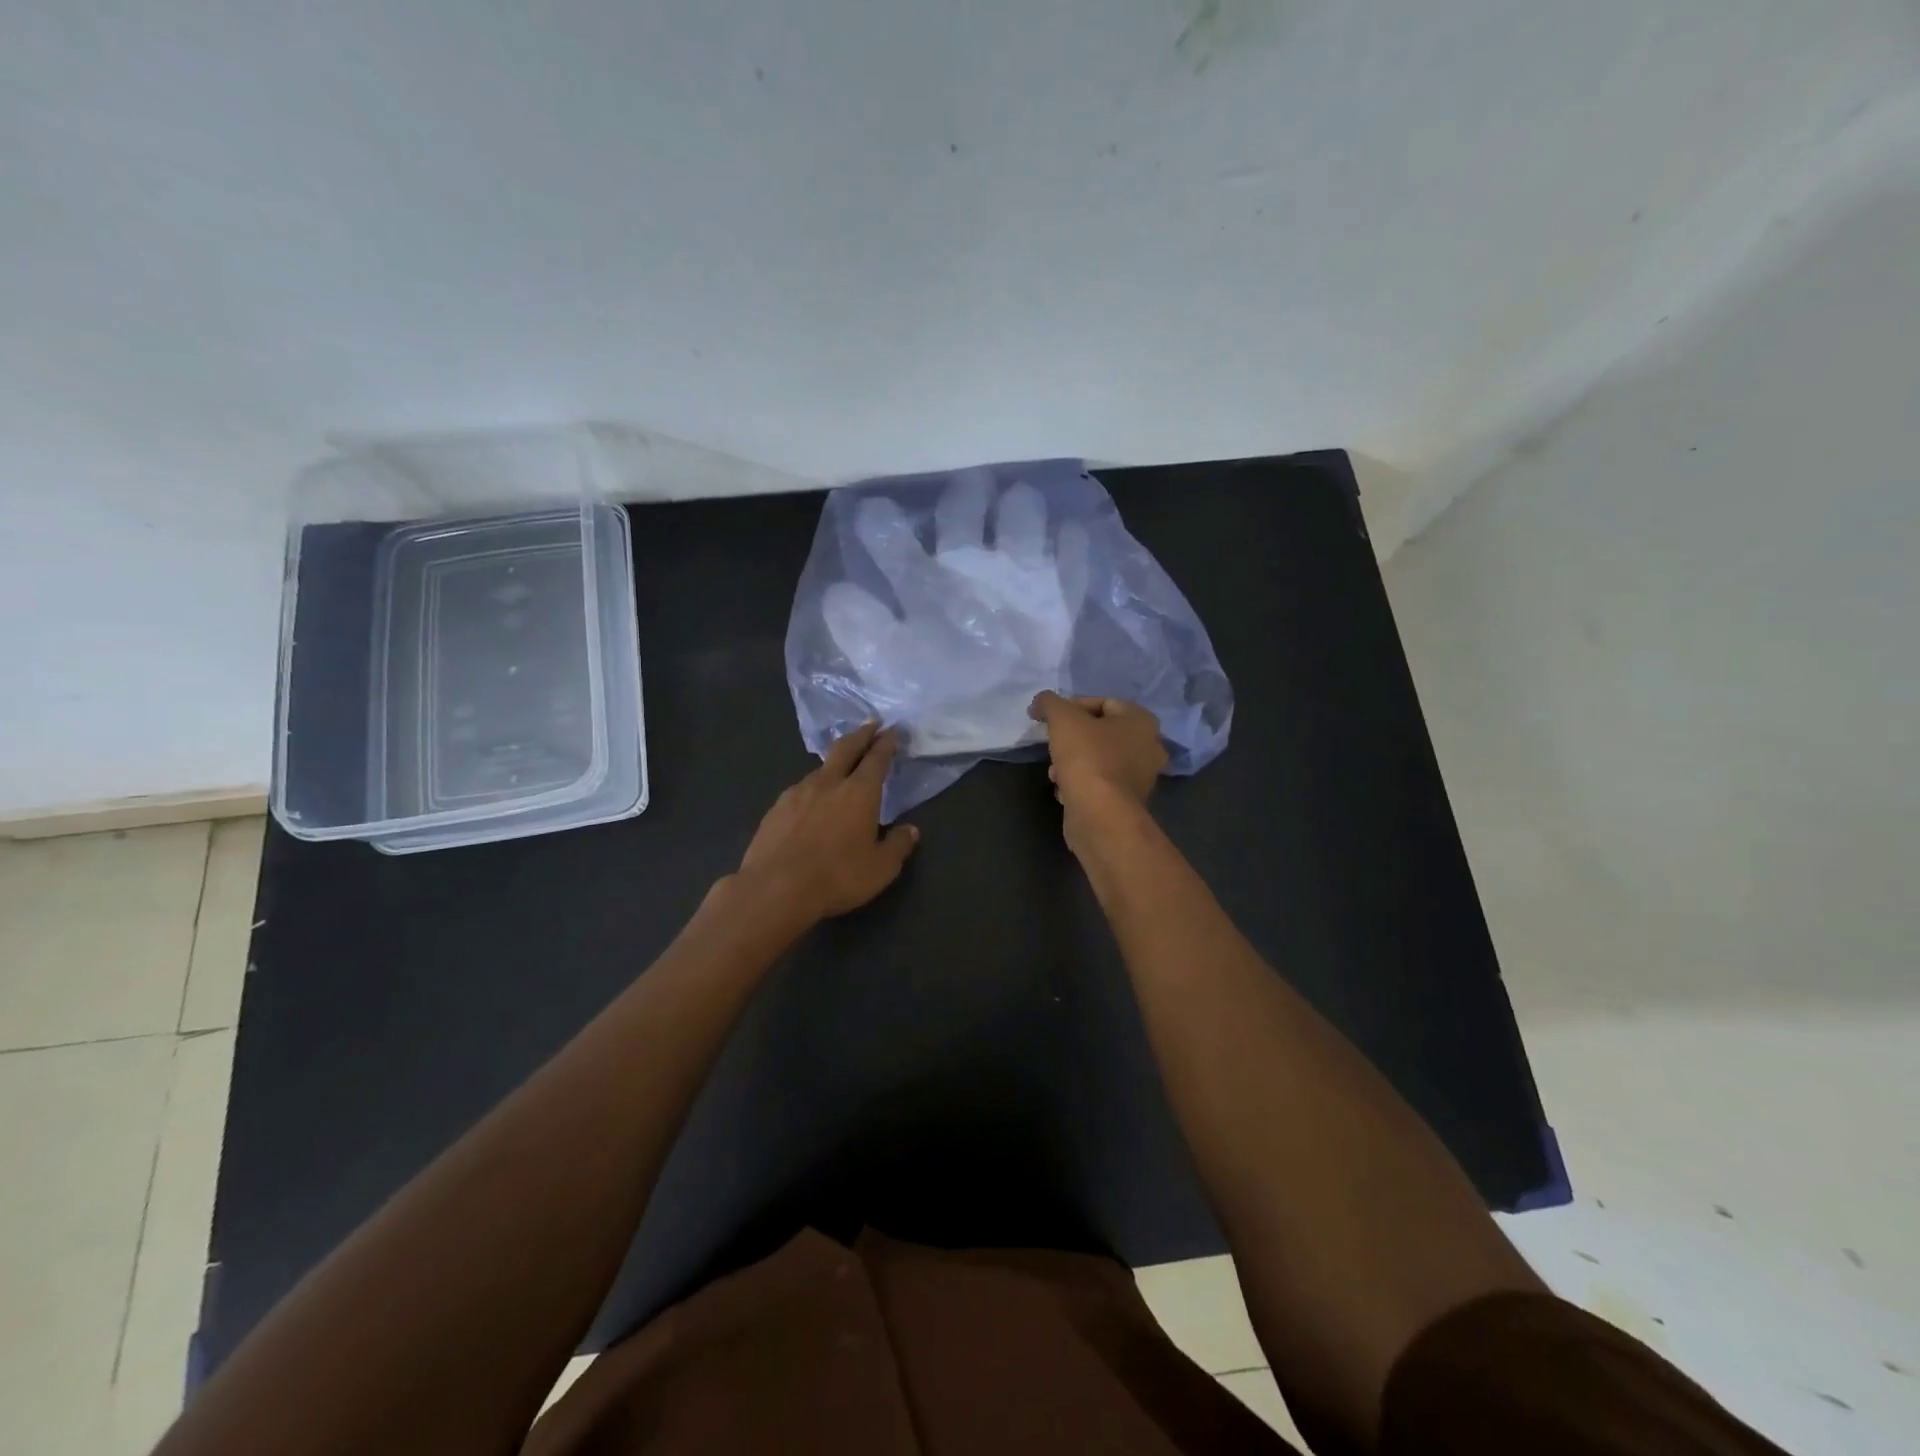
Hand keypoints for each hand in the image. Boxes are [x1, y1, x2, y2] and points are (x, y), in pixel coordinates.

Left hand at [735, 722, 919, 923]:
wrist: (774, 889)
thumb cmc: (837, 876)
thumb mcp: (881, 868)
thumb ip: (898, 845)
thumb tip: (911, 830)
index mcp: (859, 792)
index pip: (876, 759)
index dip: (886, 743)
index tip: (892, 731)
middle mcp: (828, 783)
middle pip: (846, 749)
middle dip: (861, 735)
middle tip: (871, 724)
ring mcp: (797, 793)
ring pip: (820, 769)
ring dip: (834, 763)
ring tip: (840, 768)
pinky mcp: (775, 809)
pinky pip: (799, 791)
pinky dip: (812, 788)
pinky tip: (810, 802)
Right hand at [1029, 692, 1167, 850]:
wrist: (1100, 816)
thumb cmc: (1087, 758)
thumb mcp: (1062, 719)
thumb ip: (1049, 703)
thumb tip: (1040, 703)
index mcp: (1142, 721)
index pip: (1104, 702)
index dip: (1072, 707)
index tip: (1050, 719)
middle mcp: (1149, 747)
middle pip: (1101, 733)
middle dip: (1072, 738)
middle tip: (1053, 744)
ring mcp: (1140, 779)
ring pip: (1099, 760)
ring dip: (1073, 762)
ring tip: (1054, 772)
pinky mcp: (1126, 804)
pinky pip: (1099, 784)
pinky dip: (1080, 784)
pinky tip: (1063, 790)